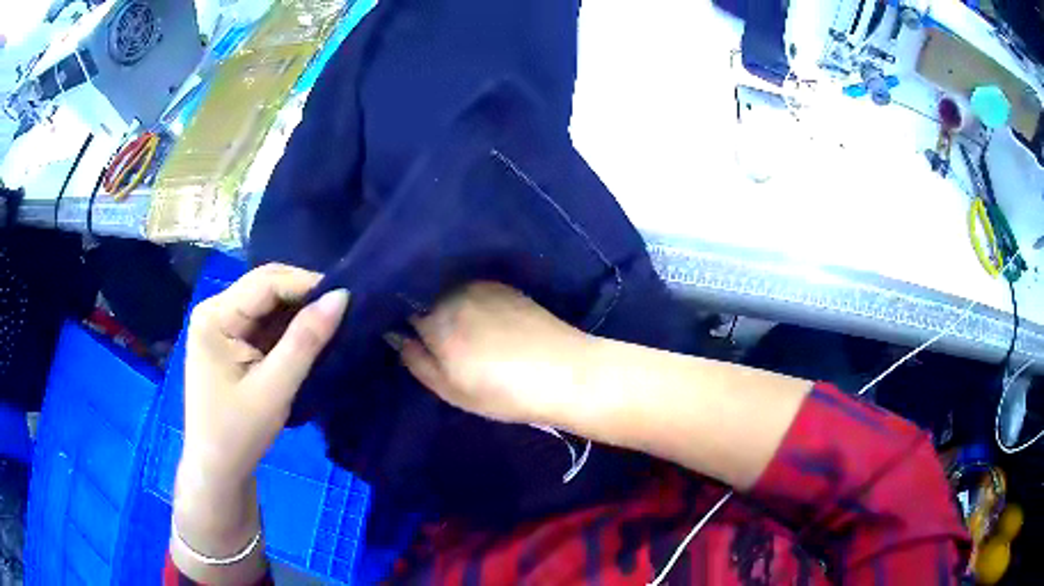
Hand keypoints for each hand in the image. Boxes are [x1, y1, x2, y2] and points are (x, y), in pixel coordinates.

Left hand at [173, 263, 346, 568]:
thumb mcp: (275, 388)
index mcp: (215, 316)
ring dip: (298, 312)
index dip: (307, 284)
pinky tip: (311, 337)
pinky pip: (264, 323)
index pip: (266, 283)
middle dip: (303, 296)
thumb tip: (341, 297)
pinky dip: (289, 328)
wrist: (218, 470)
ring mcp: (221, 325)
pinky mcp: (231, 341)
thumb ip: (306, 340)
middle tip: (343, 311)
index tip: (347, 298)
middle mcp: (215, 310)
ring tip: (333, 322)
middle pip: (265, 287)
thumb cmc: (239, 433)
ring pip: (267, 304)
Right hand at [399, 282, 590, 423]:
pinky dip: (470, 301)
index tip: (411, 338)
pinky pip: (473, 289)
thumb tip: (394, 335)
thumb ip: (416, 360)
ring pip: (450, 292)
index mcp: (435, 321)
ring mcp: (482, 286)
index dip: (403, 323)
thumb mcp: (451, 390)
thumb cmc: (503, 392)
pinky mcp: (505, 287)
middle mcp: (454, 294)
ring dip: (448, 305)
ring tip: (464, 332)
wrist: (566, 373)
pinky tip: (486, 322)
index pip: (403, 311)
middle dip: (424, 312)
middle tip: (440, 341)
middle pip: (426, 297)